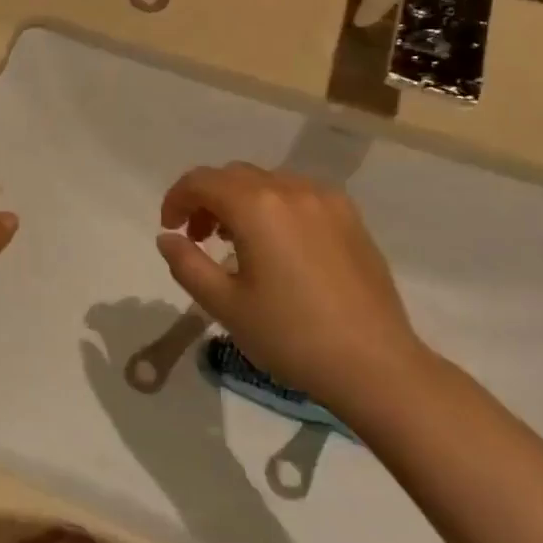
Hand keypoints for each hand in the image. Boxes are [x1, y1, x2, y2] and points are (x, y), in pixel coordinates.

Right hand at [156, 164, 426, 410]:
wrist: (375, 365)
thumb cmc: (290, 336)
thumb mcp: (224, 305)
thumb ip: (187, 264)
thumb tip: (168, 238)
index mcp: (256, 207)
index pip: (201, 181)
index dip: (176, 199)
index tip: (170, 229)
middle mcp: (291, 189)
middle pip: (234, 176)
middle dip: (207, 199)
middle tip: (198, 238)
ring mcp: (326, 201)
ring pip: (267, 182)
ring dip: (240, 200)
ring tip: (236, 242)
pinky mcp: (351, 218)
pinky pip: (299, 195)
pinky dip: (274, 206)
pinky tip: (277, 245)